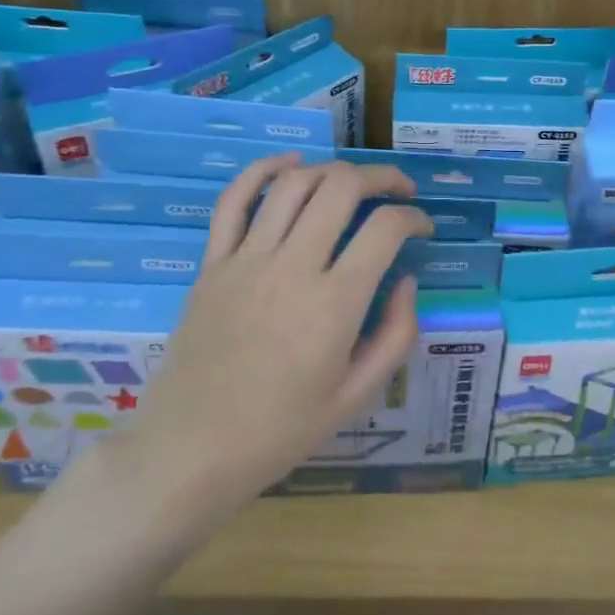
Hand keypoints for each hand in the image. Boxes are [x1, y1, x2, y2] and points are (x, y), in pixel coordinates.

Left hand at [109, 156, 433, 513]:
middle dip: (381, 178)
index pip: (385, 228)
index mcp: (334, 304)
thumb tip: (405, 280)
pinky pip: (234, 200)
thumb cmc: (281, 430)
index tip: (423, 227)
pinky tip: (290, 164)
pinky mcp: (212, 263)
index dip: (414, 217)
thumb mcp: (357, 395)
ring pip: (294, 184)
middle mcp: (292, 267)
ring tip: (352, 183)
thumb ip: (396, 334)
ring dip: (332, 171)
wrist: (191, 450)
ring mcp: (246, 260)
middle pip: (342, 188)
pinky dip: (263, 170)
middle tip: (398, 190)